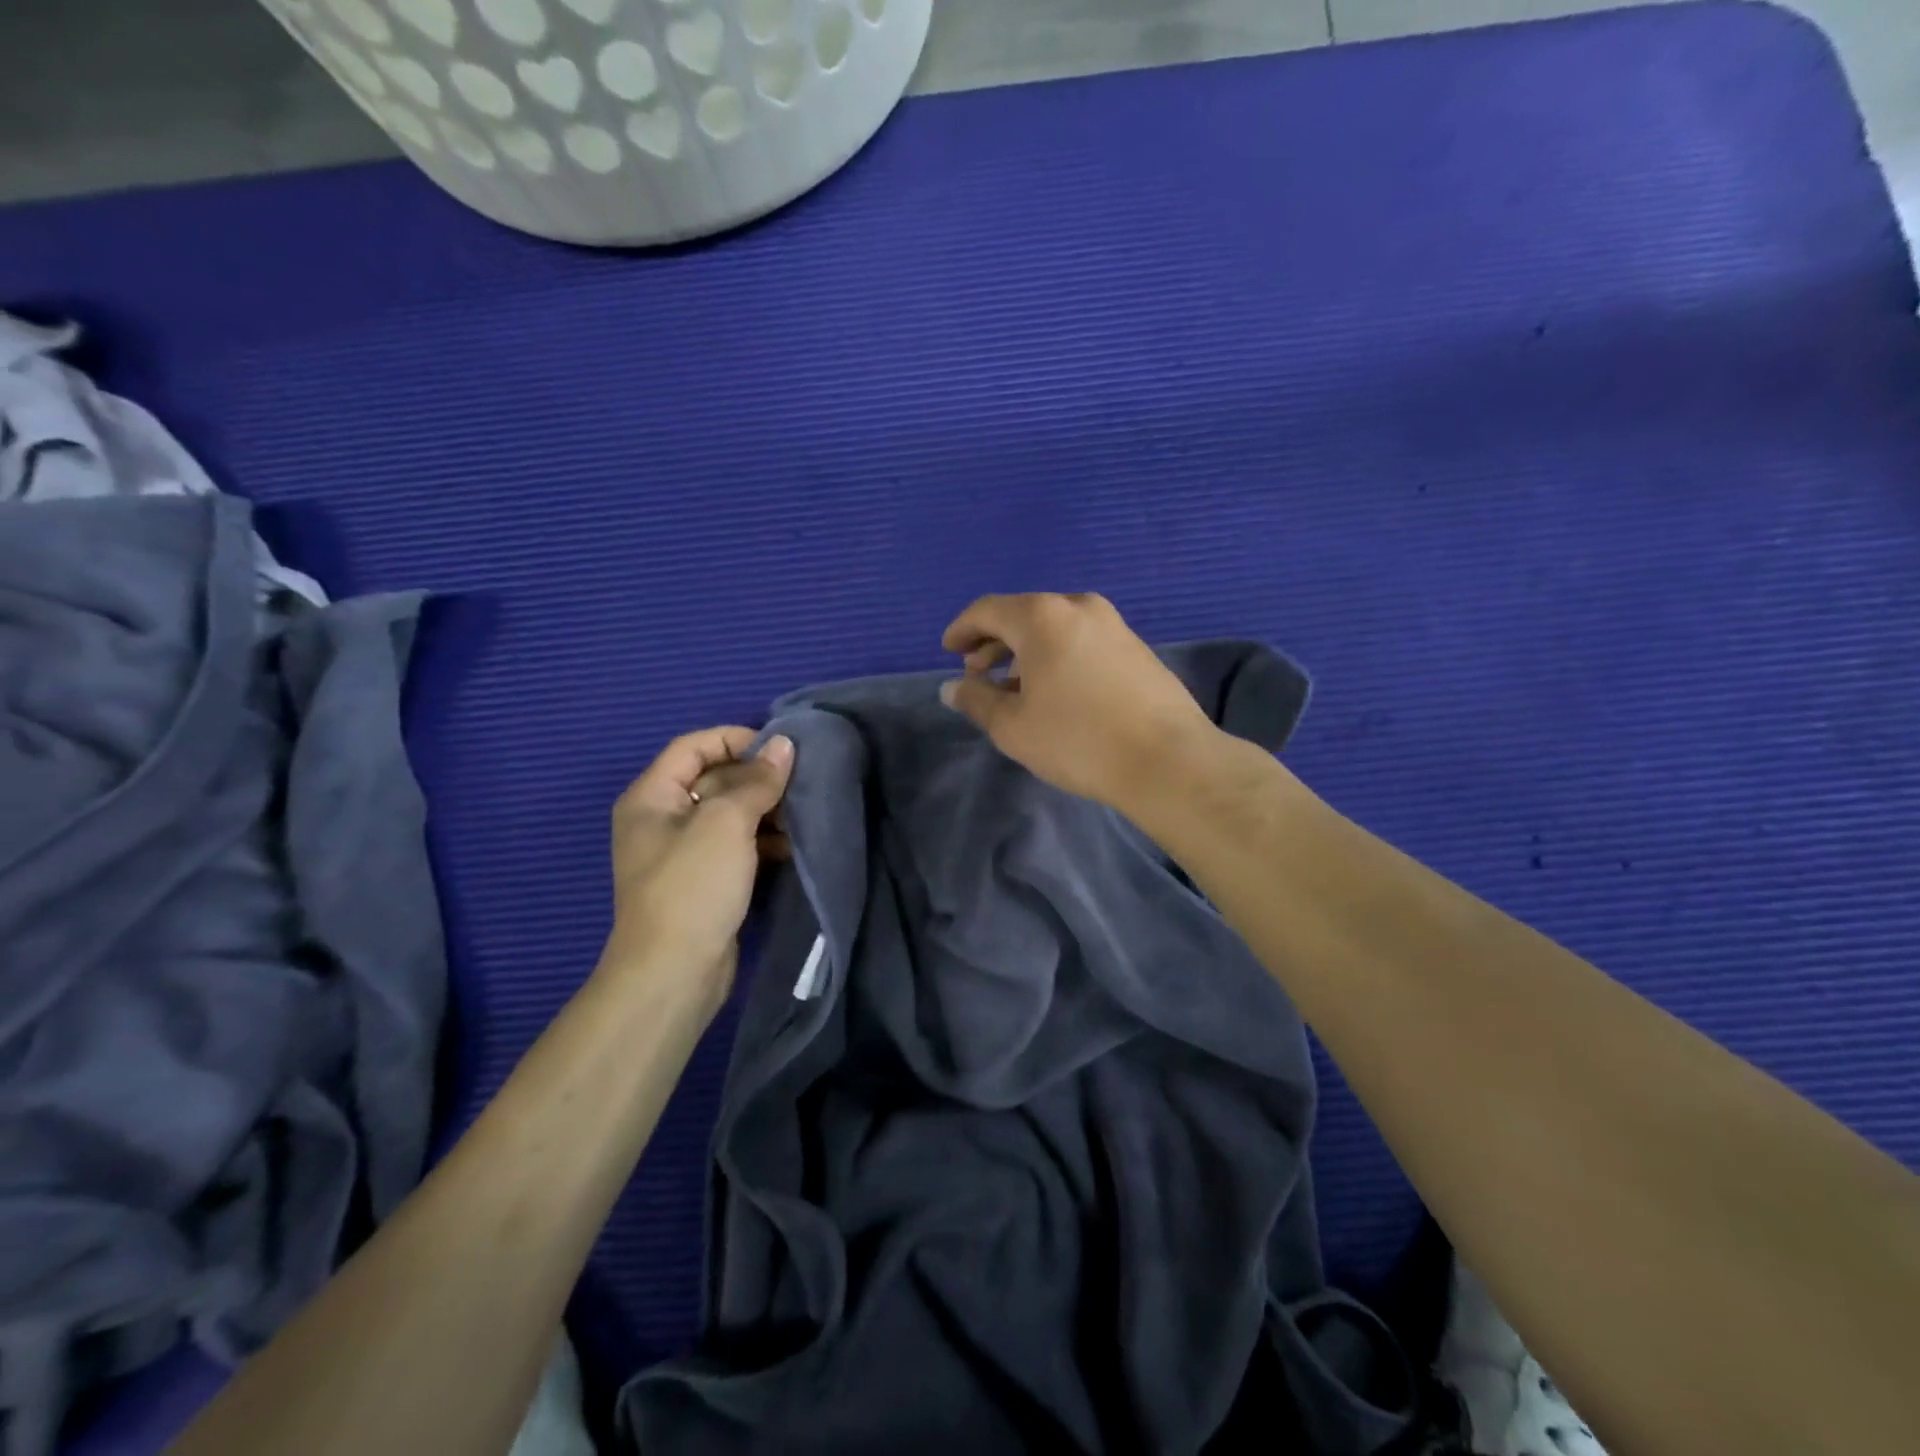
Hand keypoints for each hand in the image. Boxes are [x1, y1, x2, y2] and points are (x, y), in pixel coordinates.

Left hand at [602, 727, 794, 1006]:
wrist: (673, 973)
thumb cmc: (693, 886)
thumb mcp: (726, 822)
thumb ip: (756, 781)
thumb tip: (783, 744)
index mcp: (651, 797)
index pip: (693, 746)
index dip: (735, 740)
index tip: (779, 750)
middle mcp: (661, 819)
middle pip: (713, 779)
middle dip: (756, 779)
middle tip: (799, 784)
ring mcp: (683, 853)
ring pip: (729, 814)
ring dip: (764, 811)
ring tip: (799, 817)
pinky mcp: (704, 881)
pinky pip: (735, 846)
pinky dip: (761, 841)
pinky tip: (790, 847)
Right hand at [939, 593, 1219, 811]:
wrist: (1167, 760)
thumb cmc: (1077, 740)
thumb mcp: (1013, 726)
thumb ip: (977, 700)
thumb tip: (953, 687)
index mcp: (1043, 617)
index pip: (988, 610)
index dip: (962, 630)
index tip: (949, 651)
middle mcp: (1079, 607)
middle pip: (1023, 615)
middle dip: (994, 642)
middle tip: (976, 674)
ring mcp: (1113, 625)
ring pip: (1055, 629)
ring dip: (1026, 652)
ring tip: (1013, 688)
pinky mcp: (1136, 647)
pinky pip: (1081, 641)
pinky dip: (1057, 657)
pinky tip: (1055, 692)